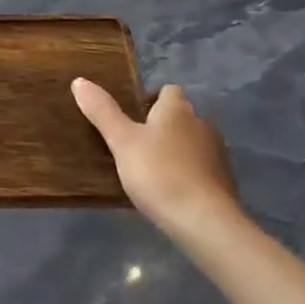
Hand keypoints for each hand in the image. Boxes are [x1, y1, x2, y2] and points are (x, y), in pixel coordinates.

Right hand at [72, 79, 245, 235]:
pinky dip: (189, 175)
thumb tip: (79, 81)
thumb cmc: (159, 173)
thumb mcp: (122, 142)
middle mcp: (201, 125)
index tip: (134, 114)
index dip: (152, 98)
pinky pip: (202, 170)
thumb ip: (102, 112)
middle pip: (181, 117)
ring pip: (193, 143)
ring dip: (177, 151)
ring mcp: (217, 155)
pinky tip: (173, 192)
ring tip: (152, 170)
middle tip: (137, 144)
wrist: (205, 222)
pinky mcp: (225, 183)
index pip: (168, 90)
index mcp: (177, 110)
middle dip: (163, 126)